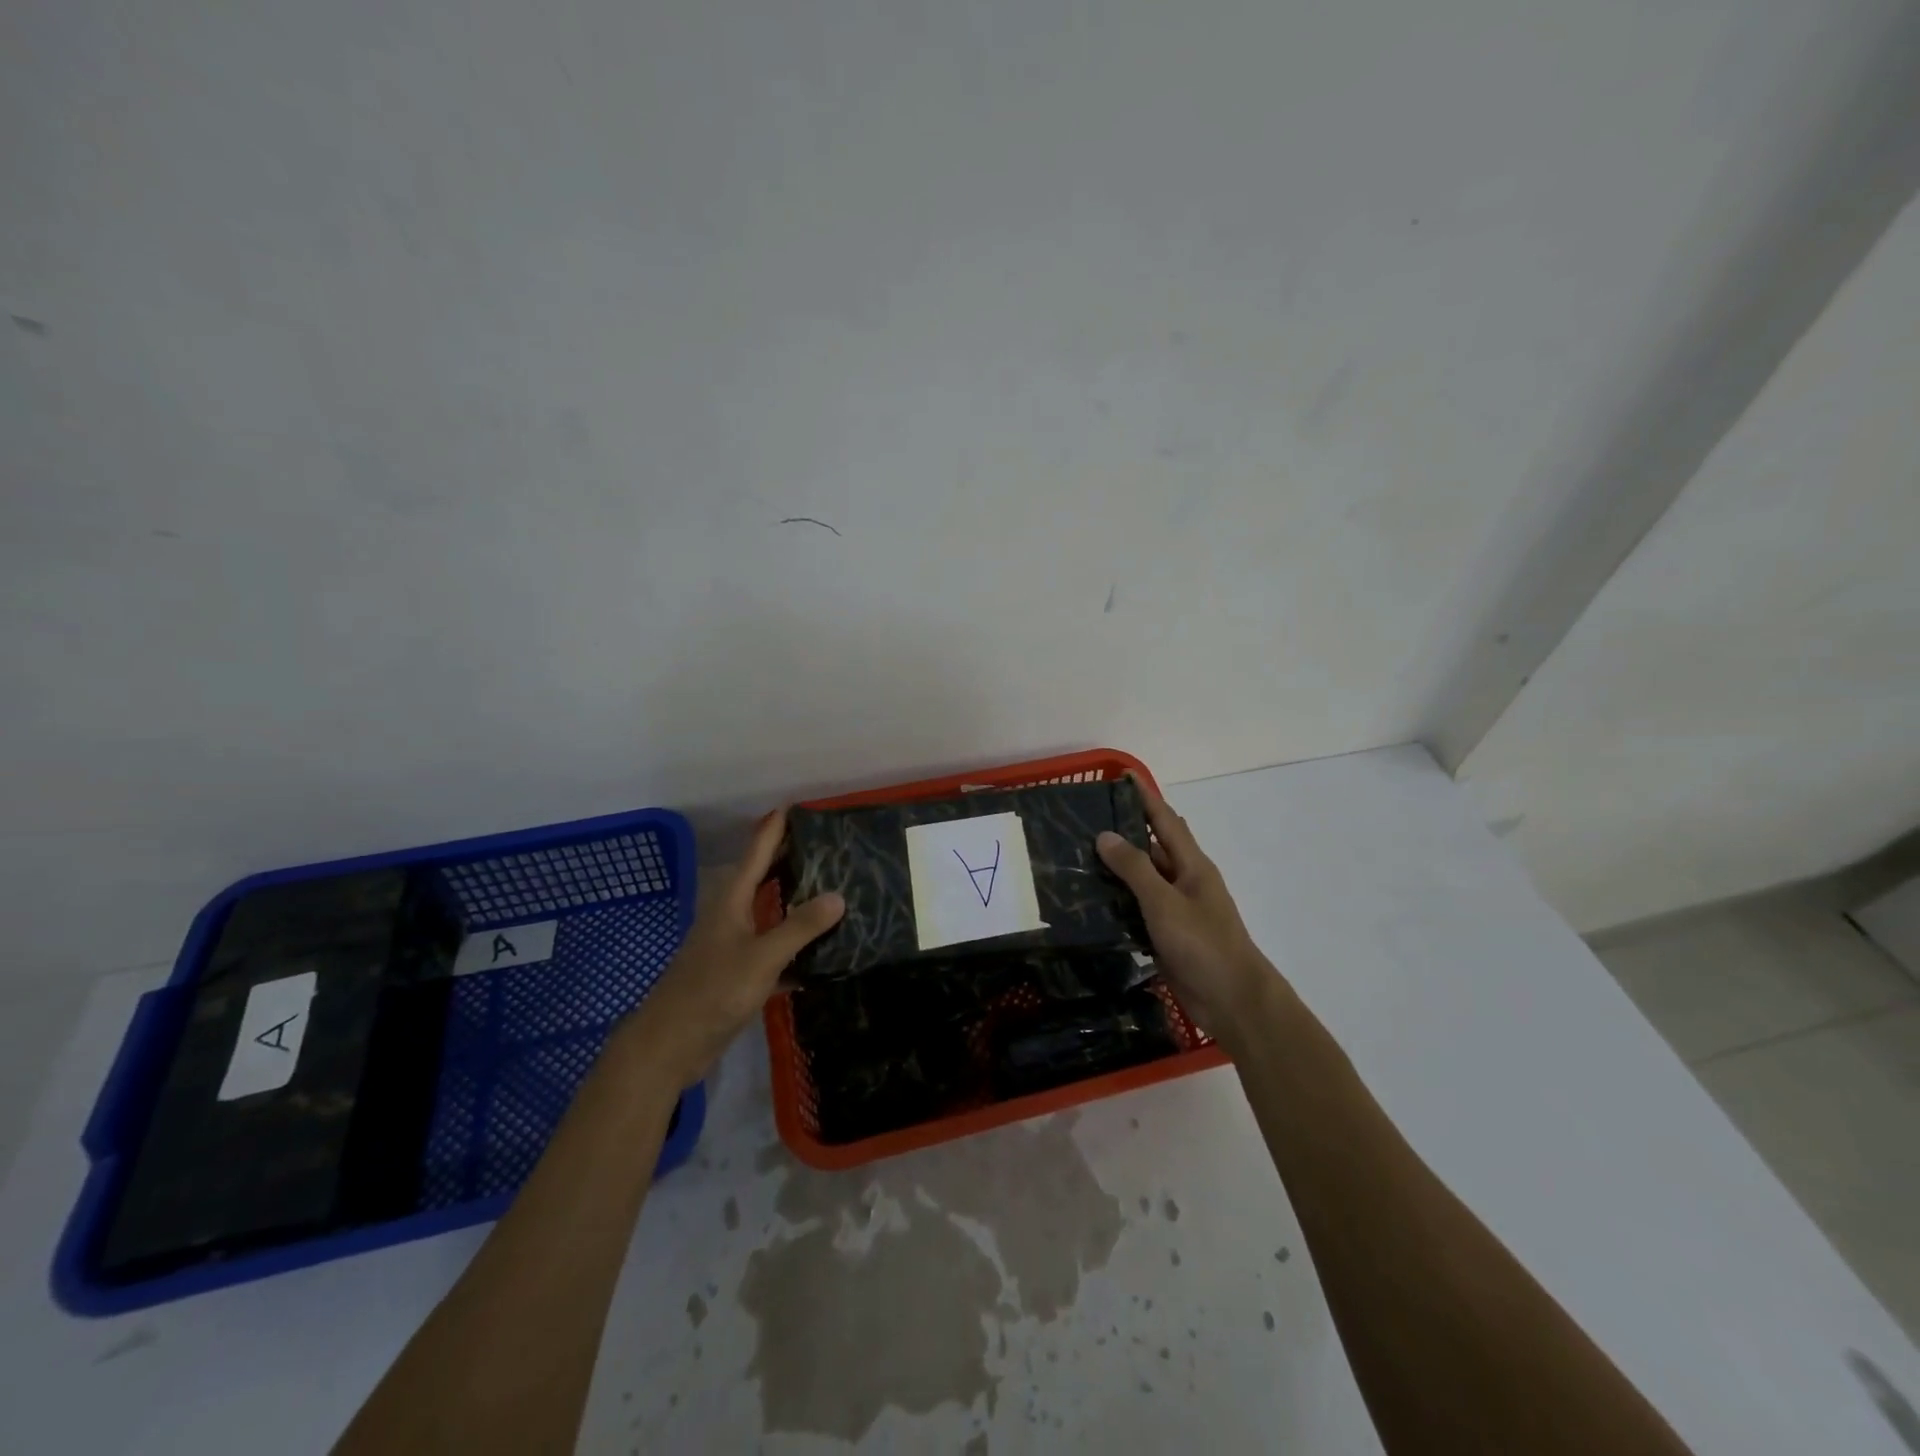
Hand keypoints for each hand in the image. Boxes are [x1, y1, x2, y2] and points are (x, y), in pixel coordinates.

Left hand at [625, 809, 843, 1086]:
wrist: (670, 1045)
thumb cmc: (712, 991)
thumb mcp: (761, 957)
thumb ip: (799, 928)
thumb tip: (838, 896)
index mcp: (730, 903)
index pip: (755, 856)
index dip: (772, 831)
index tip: (791, 807)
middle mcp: (731, 918)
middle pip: (761, 881)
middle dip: (786, 861)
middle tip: (822, 845)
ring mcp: (733, 948)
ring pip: (769, 916)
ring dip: (793, 904)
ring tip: (828, 890)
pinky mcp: (738, 977)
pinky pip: (773, 952)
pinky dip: (795, 949)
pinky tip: (821, 954)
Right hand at [1096, 778, 1279, 1042]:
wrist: (1233, 1001)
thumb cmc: (1203, 944)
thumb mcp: (1165, 902)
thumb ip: (1135, 868)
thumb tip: (1105, 834)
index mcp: (1192, 865)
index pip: (1165, 820)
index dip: (1144, 797)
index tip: (1121, 775)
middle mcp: (1184, 881)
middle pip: (1152, 848)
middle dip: (1124, 832)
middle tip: (1084, 822)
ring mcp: (1177, 910)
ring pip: (1142, 880)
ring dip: (1116, 870)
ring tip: (1077, 858)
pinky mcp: (1167, 935)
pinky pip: (1138, 910)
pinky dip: (1117, 902)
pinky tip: (1091, 903)